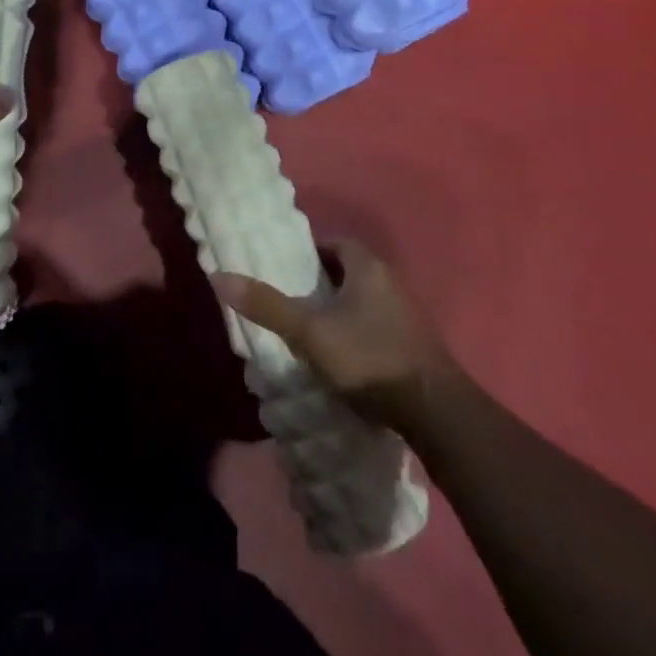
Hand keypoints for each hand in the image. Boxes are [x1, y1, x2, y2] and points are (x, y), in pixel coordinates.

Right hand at [211, 236, 455, 432]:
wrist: (435, 411)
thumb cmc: (368, 358)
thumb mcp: (309, 332)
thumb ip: (267, 305)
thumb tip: (220, 276)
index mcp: (368, 267)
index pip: (334, 243)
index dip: (308, 253)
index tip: (285, 271)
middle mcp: (391, 282)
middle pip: (348, 272)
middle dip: (320, 283)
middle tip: (291, 301)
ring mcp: (407, 315)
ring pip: (363, 301)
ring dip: (339, 310)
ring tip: (310, 330)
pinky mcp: (414, 346)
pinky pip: (376, 326)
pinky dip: (356, 333)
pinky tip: (341, 357)